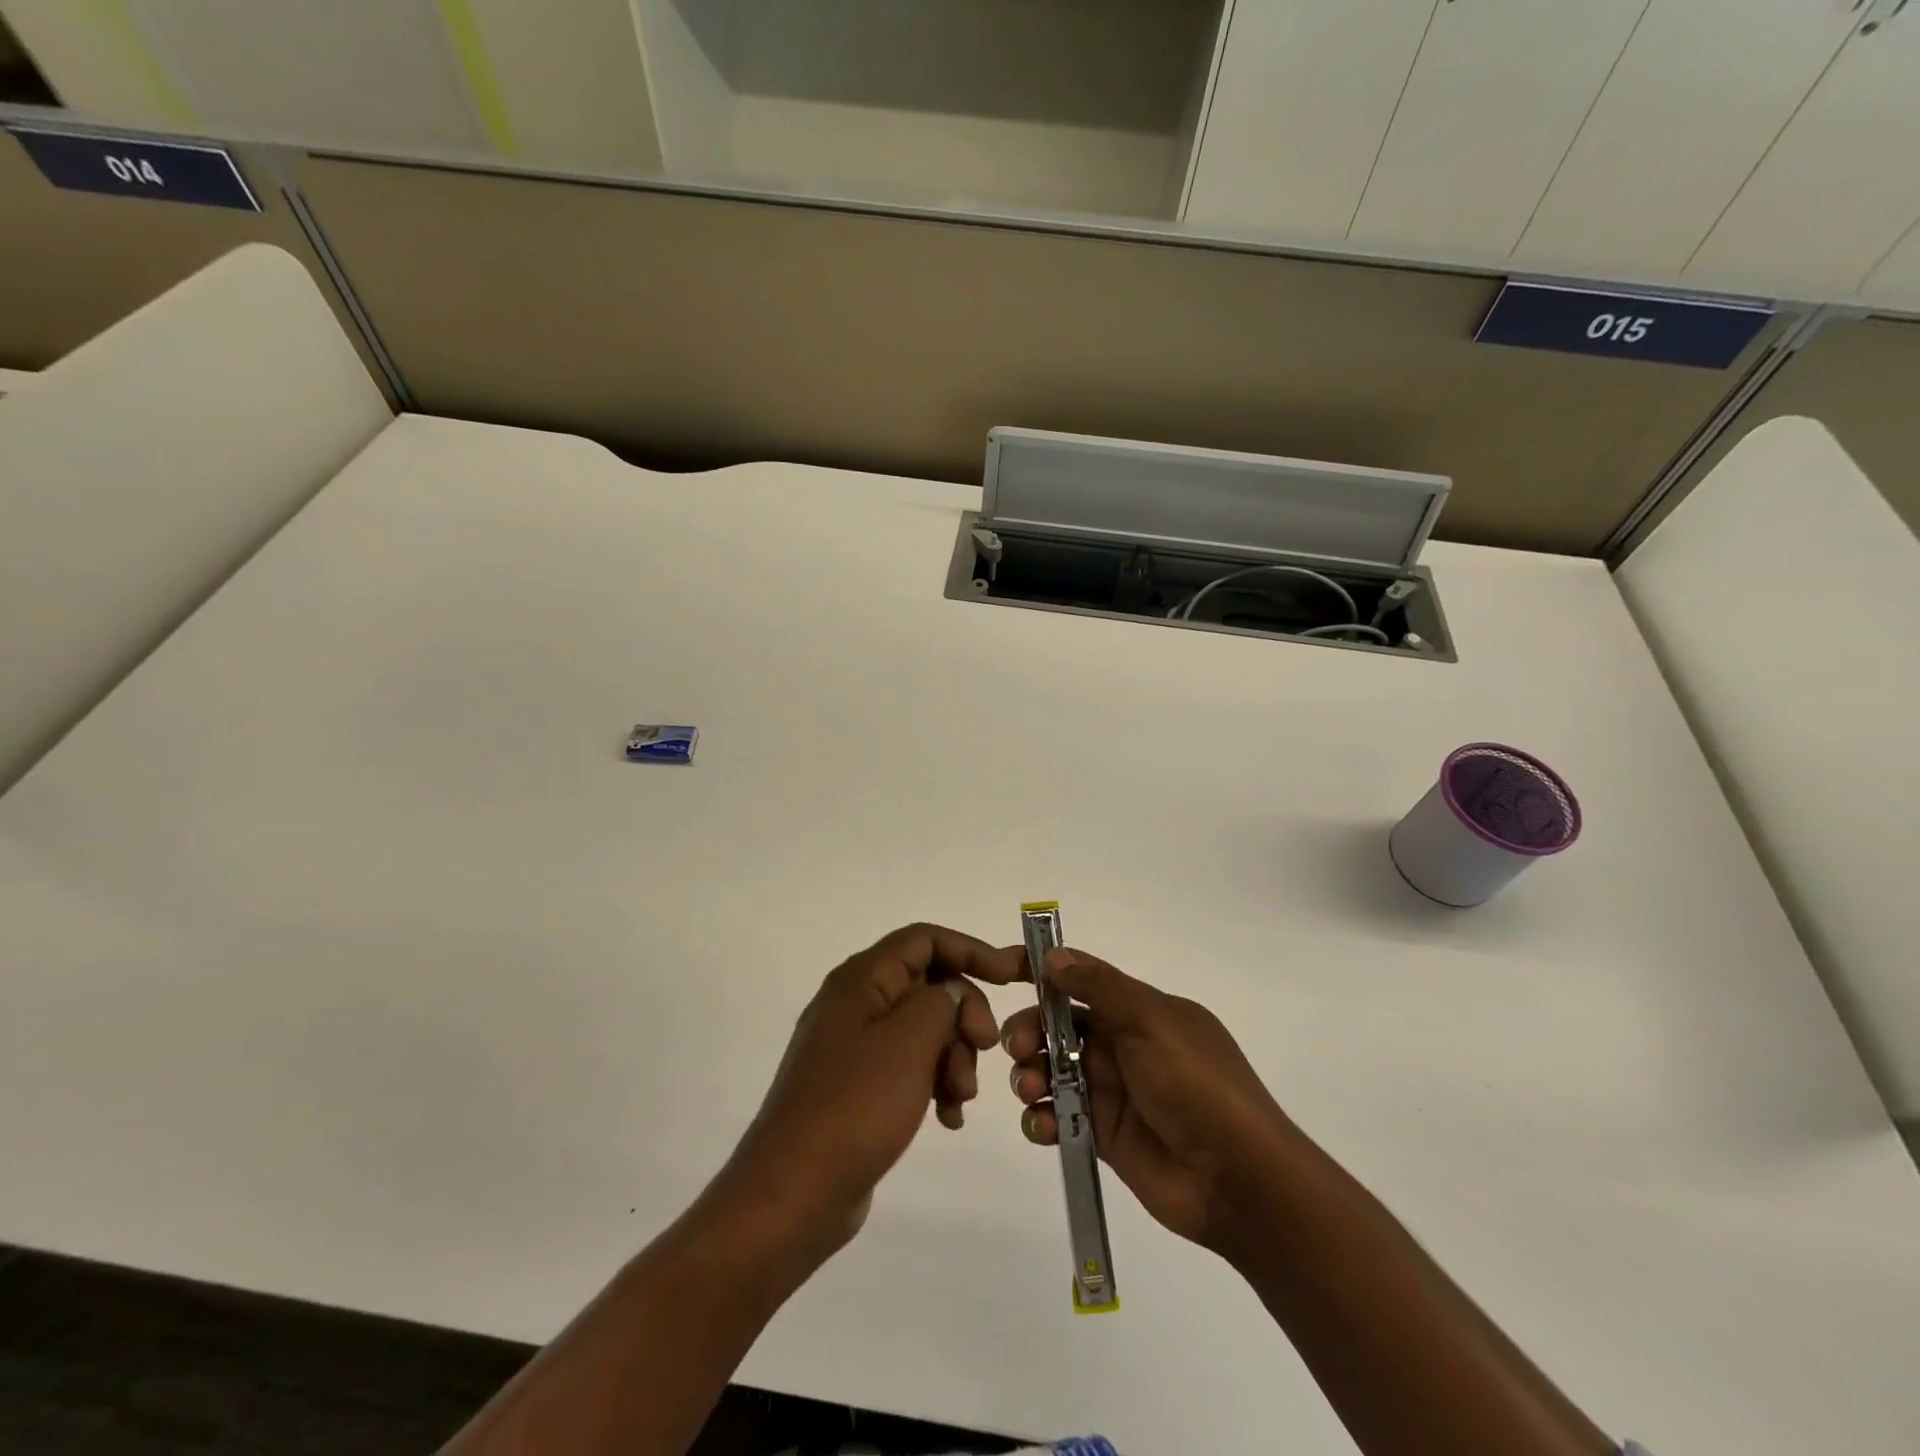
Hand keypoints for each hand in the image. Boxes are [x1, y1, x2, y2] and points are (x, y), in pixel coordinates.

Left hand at [713, 924, 1024, 1262]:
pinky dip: (936, 1083)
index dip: (970, 949)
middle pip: (929, 985)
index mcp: (861, 980)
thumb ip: (942, 1001)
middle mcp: (856, 1004)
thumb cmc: (855, 1106)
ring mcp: (855, 1048)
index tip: (1011, 976)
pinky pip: (911, 1068)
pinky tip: (948, 1118)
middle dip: (965, 1014)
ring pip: (925, 1030)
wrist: (793, 1195)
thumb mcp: (910, 1041)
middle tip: (988, 1048)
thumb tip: (953, 993)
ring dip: (955, 1056)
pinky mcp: (860, 1088)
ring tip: (960, 1097)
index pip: (924, 939)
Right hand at [1003, 947, 1292, 1253]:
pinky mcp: (1101, 1135)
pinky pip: (1059, 1116)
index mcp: (1138, 1011)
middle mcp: (1122, 1045)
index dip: (1045, 975)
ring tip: (1030, 1089)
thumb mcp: (1152, 1023)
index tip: (1006, 974)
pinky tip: (1042, 1126)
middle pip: (1058, 1027)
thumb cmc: (1197, 1086)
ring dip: (1030, 1073)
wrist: (1237, 1181)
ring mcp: (1111, 1091)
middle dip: (1030, 1032)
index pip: (1082, 981)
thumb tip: (1052, 955)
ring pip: (1052, 1070)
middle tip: (1017, 1048)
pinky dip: (1042, 1117)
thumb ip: (1101, 988)